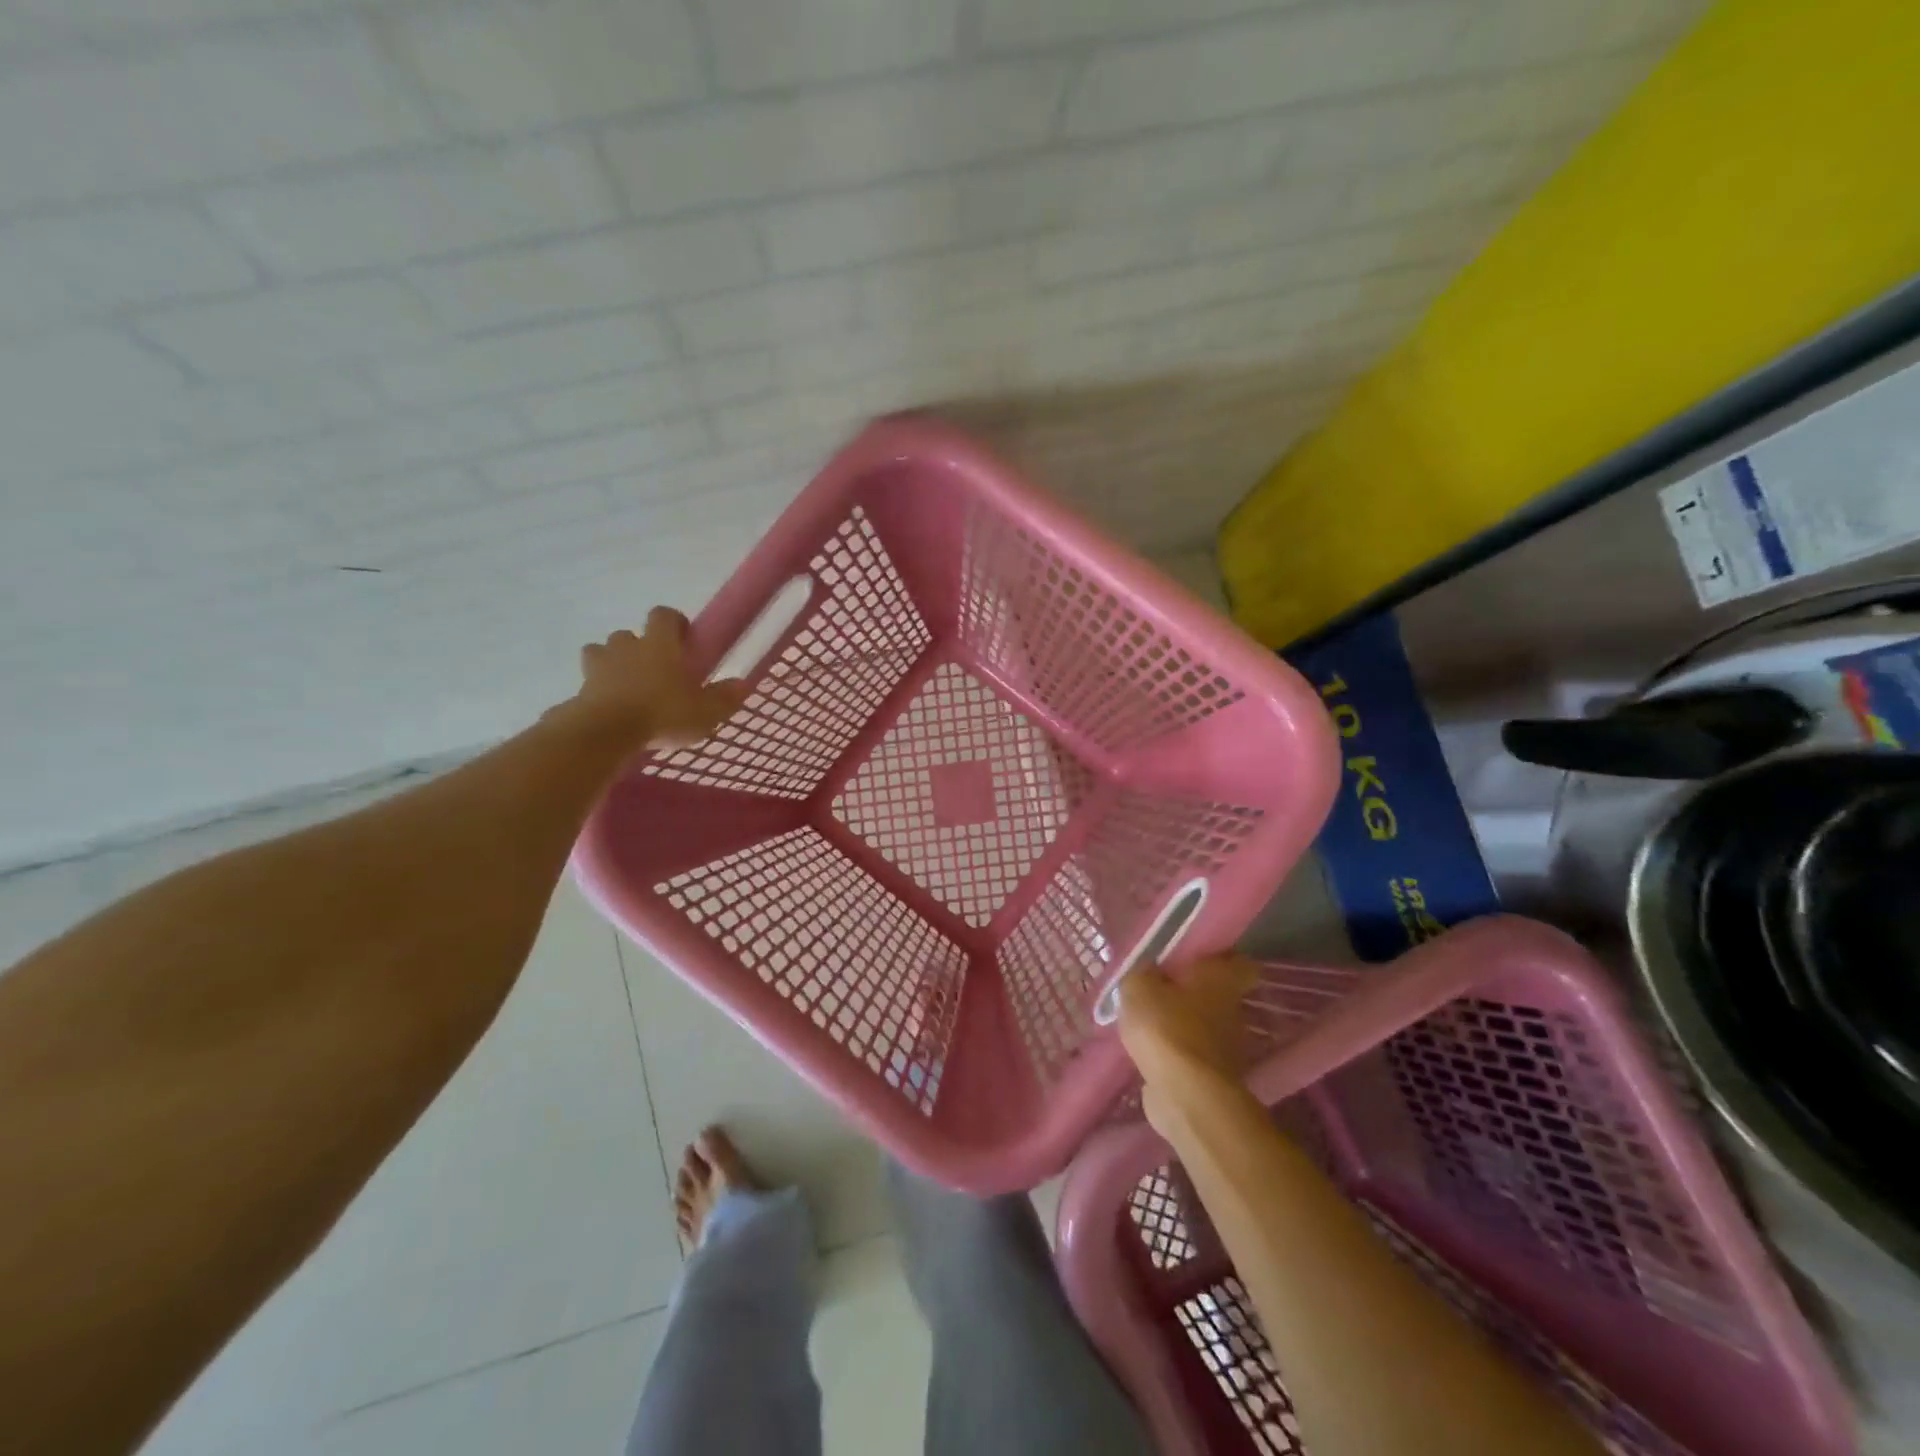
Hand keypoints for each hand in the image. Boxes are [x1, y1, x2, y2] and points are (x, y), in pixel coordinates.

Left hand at [570, 607, 747, 748]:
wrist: (606, 732)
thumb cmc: (663, 713)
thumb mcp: (705, 711)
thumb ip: (724, 697)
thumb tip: (743, 684)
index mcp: (660, 644)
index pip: (664, 615)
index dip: (673, 622)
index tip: (683, 638)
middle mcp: (627, 646)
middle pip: (629, 634)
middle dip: (639, 647)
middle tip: (655, 671)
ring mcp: (599, 666)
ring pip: (602, 653)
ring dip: (613, 664)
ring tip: (627, 687)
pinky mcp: (580, 688)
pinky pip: (589, 682)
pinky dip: (597, 690)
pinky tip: (610, 709)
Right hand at [1118, 954, 1257, 1128]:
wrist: (1185, 1093)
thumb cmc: (1166, 1027)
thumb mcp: (1139, 987)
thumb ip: (1143, 974)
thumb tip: (1148, 974)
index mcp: (1221, 980)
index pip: (1240, 963)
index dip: (1222, 960)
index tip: (1197, 961)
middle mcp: (1233, 1010)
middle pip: (1219, 996)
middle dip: (1193, 995)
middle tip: (1161, 993)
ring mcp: (1229, 1047)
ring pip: (1206, 1027)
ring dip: (1185, 1026)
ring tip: (1150, 1026)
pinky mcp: (1216, 1078)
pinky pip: (1195, 1056)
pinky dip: (1179, 1055)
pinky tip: (1152, 1054)